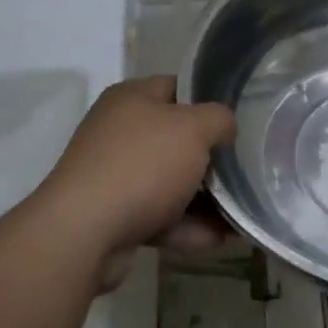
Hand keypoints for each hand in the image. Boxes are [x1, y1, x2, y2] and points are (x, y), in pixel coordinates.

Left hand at [35, 77, 236, 283]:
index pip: (177, 87)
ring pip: (169, 182)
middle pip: (175, 138)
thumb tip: (225, 127)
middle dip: (210, 157)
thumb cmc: (142, 165)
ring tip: (239, 212)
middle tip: (243, 168)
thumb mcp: (194, 129)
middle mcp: (118, 132)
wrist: (84, 233)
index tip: (238, 121)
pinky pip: (159, 217)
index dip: (209, 100)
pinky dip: (186, 227)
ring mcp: (114, 175)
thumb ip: (219, 120)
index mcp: (131, 99)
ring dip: (204, 199)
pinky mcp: (113, 216)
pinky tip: (218, 240)